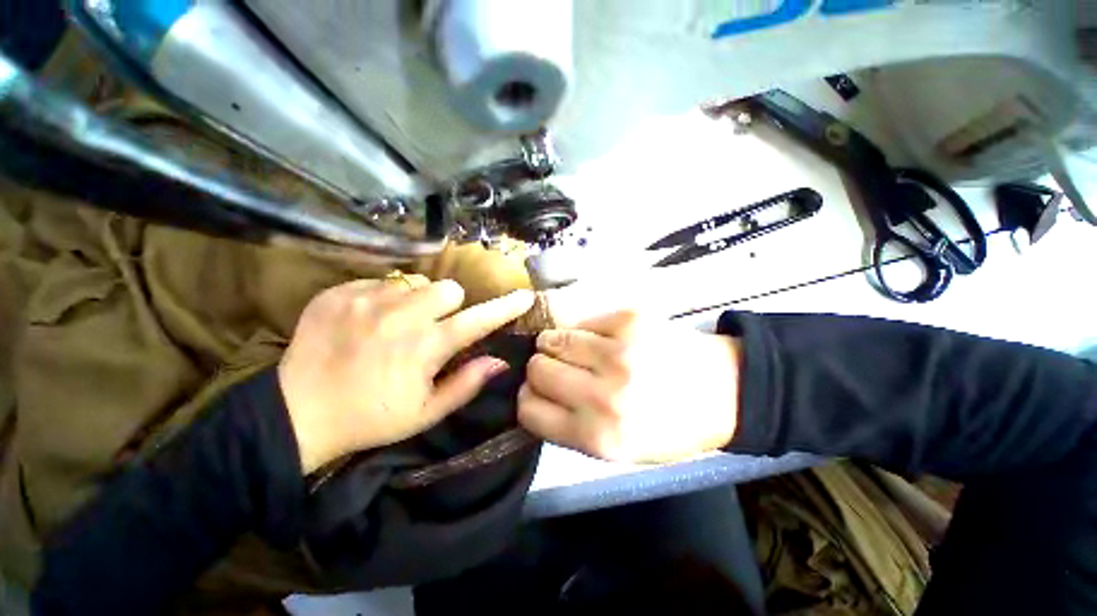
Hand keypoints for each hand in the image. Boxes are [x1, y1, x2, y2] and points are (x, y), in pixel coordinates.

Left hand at [278, 276, 533, 473]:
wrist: (296, 412)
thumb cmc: (371, 417)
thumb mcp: (425, 412)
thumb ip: (467, 383)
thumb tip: (499, 361)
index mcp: (425, 347)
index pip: (478, 320)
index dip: (505, 308)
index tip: (525, 296)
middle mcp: (401, 316)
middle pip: (448, 289)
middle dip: (450, 306)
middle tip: (433, 327)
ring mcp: (367, 300)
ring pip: (415, 283)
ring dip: (417, 301)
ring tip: (397, 324)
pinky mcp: (340, 293)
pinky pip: (380, 282)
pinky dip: (384, 298)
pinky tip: (367, 321)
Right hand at [518, 310, 740, 462]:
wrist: (724, 392)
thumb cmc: (670, 427)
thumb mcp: (618, 451)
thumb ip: (571, 428)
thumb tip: (534, 398)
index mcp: (598, 437)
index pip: (530, 411)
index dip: (528, 399)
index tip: (536, 392)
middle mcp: (603, 396)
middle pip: (537, 369)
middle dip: (540, 368)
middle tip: (558, 368)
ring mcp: (618, 353)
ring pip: (553, 339)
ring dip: (556, 344)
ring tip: (574, 348)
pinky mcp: (630, 321)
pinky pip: (582, 320)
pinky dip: (584, 329)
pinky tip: (601, 337)